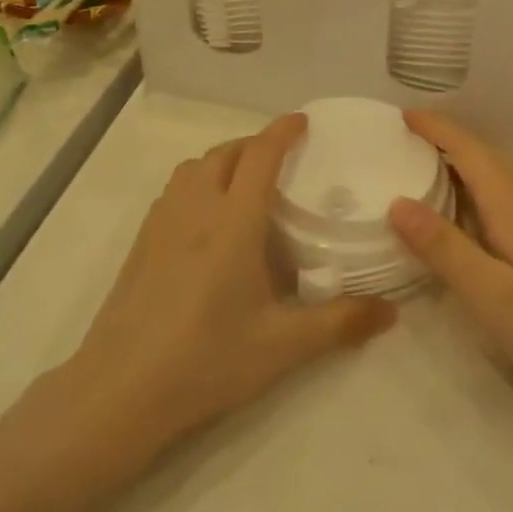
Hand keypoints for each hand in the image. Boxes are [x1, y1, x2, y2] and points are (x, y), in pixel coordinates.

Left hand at [66, 113, 396, 456]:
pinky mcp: (140, 242)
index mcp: (233, 222)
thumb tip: (391, 311)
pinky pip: (175, 190)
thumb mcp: (282, 347)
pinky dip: (198, 183)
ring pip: (194, 167)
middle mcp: (195, 208)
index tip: (303, 121)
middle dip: (255, 144)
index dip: (282, 131)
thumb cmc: (207, 361)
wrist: (121, 389)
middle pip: (225, 152)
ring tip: (246, 186)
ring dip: (223, 161)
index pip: (260, 155)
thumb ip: (340, 323)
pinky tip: (208, 222)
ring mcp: (161, 222)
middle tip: (282, 160)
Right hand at [389, 111, 512, 423]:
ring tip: (428, 173)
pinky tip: (475, 215)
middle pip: (487, 155)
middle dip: (445, 141)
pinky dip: (485, 187)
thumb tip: (398, 202)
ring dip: (465, 163)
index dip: (435, 128)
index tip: (401, 116)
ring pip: (504, 174)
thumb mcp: (495, 300)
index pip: (469, 150)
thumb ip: (446, 250)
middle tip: (402, 146)